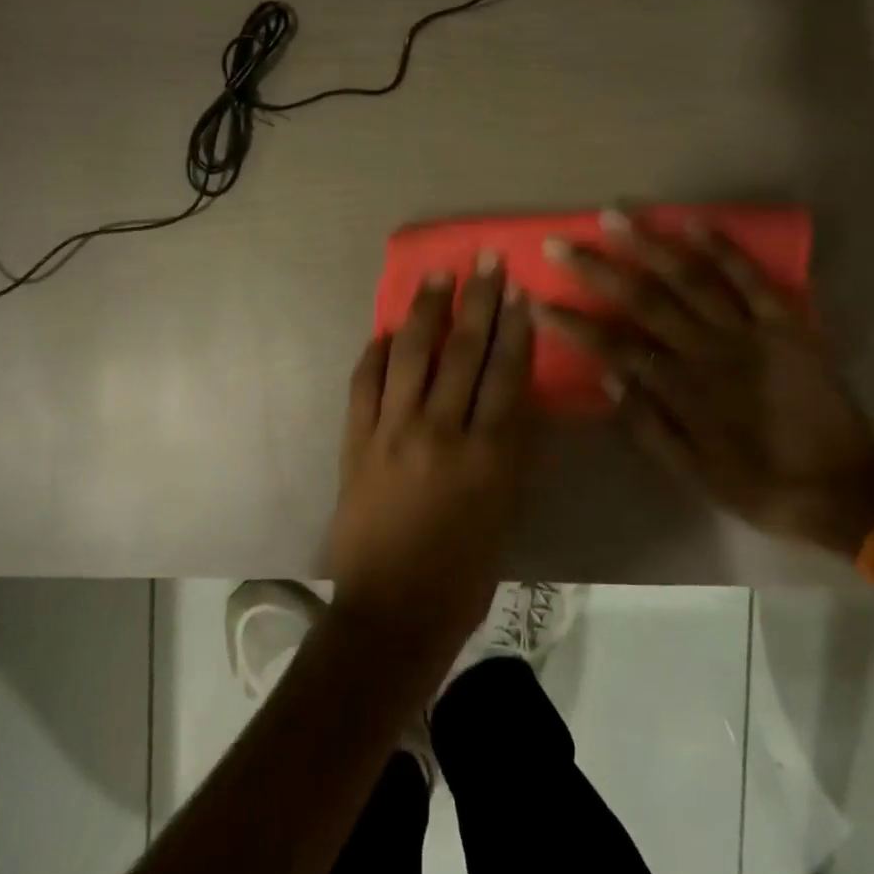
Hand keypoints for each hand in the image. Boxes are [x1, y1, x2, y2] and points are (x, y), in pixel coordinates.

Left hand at [329, 255, 536, 661]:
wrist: (391, 612)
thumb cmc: (463, 573)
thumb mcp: (506, 512)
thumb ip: (512, 452)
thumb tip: (515, 399)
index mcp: (487, 455)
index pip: (505, 374)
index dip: (514, 329)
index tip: (518, 291)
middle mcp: (440, 432)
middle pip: (463, 352)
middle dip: (477, 302)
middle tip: (485, 261)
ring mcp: (392, 432)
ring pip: (412, 356)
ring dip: (427, 312)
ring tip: (438, 277)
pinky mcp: (355, 442)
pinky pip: (364, 384)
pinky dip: (376, 354)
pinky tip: (387, 331)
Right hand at [536, 212, 873, 557]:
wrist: (848, 490)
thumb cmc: (762, 486)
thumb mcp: (695, 474)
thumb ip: (649, 426)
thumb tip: (608, 379)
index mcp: (683, 392)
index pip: (614, 348)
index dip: (573, 324)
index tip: (538, 301)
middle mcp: (709, 353)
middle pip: (643, 302)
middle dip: (597, 270)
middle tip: (560, 243)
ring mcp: (750, 333)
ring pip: (691, 279)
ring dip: (650, 245)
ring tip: (615, 216)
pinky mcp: (787, 324)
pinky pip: (752, 279)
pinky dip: (723, 248)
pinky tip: (691, 223)